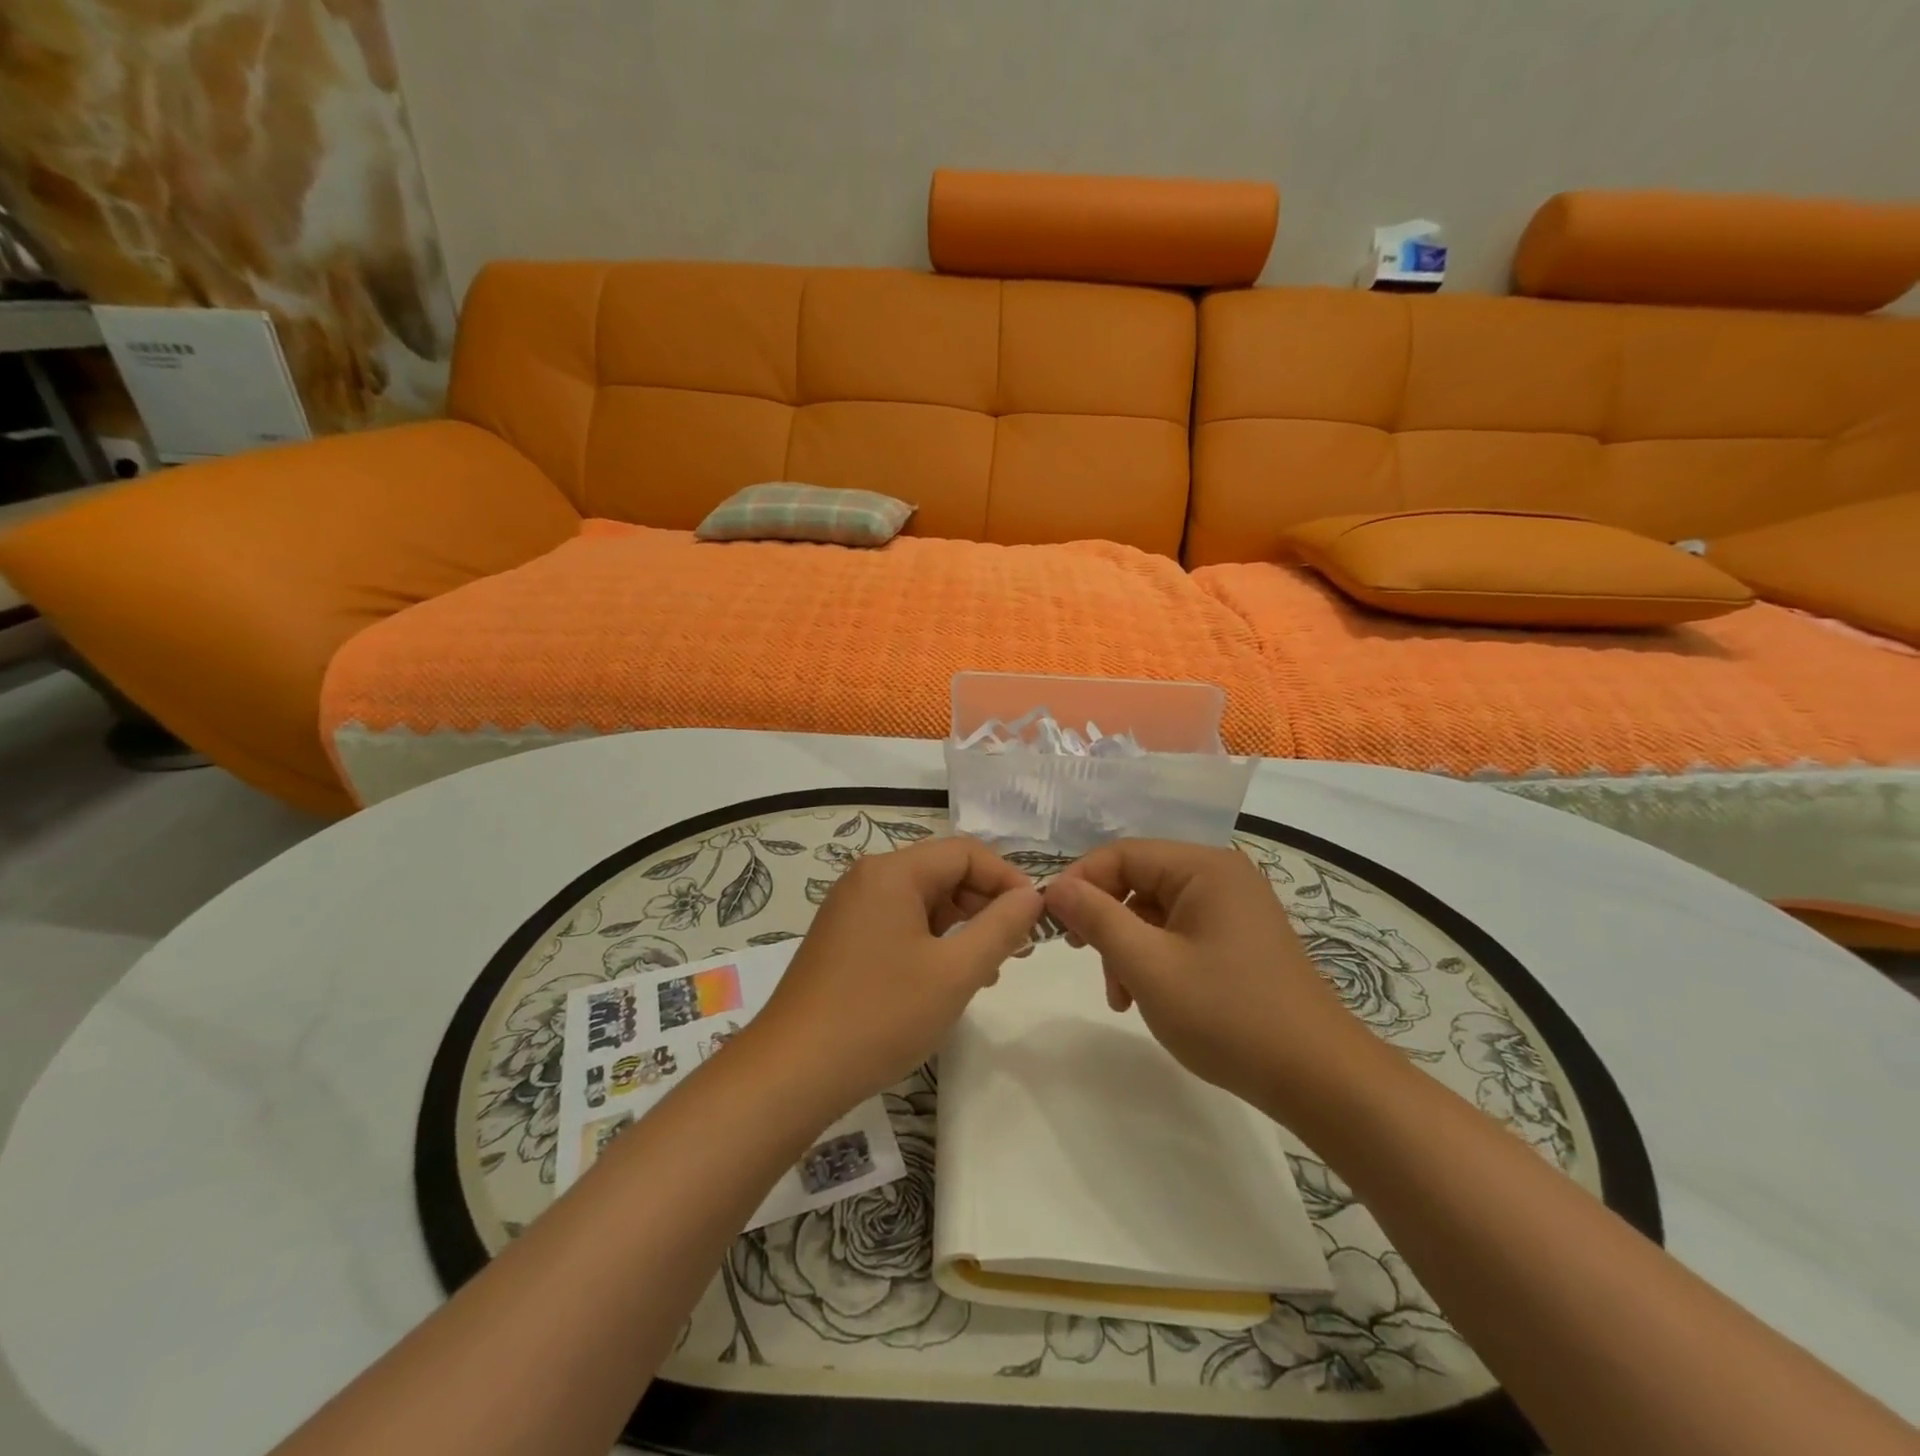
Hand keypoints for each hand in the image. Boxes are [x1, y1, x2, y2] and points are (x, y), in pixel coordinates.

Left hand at [750, 835, 1043, 1115]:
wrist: (792, 1072)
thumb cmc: (881, 1015)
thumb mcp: (955, 971)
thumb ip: (1000, 927)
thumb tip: (1031, 896)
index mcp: (893, 872)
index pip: (966, 852)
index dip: (1007, 879)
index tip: (1035, 918)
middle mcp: (867, 879)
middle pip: (942, 873)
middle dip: (985, 905)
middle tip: (1016, 950)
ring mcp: (850, 910)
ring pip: (922, 902)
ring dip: (961, 927)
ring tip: (987, 970)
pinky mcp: (842, 940)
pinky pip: (899, 924)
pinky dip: (931, 942)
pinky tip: (946, 980)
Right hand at [1043, 840, 1383, 1112]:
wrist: (1320, 1079)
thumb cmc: (1228, 1014)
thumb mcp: (1149, 965)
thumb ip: (1097, 918)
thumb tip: (1056, 886)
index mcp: (1204, 867)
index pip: (1123, 853)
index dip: (1081, 882)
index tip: (1052, 922)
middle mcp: (1221, 876)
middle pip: (1138, 881)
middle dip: (1106, 921)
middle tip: (1083, 959)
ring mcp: (1233, 909)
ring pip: (1154, 911)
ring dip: (1127, 946)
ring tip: (1120, 996)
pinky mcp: (1238, 939)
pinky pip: (1179, 933)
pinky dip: (1154, 958)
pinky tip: (1146, 997)